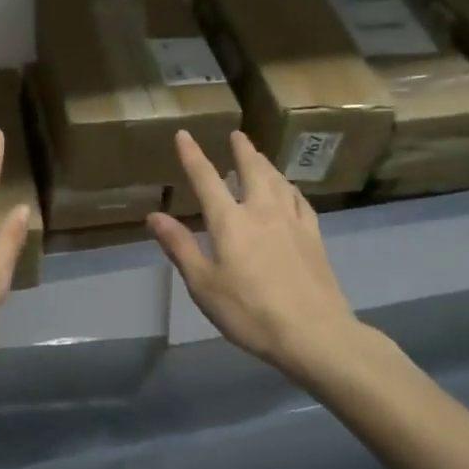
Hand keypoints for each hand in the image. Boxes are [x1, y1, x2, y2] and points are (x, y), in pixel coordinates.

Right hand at [148, 130, 364, 383]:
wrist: (314, 333)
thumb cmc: (249, 312)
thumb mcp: (203, 284)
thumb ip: (180, 247)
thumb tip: (154, 215)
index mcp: (230, 221)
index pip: (206, 179)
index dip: (192, 155)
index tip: (184, 134)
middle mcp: (262, 211)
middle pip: (252, 170)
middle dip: (242, 150)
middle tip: (237, 134)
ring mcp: (292, 222)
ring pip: (279, 181)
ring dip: (266, 165)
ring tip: (259, 157)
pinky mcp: (314, 237)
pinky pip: (301, 202)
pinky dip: (290, 189)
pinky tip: (290, 192)